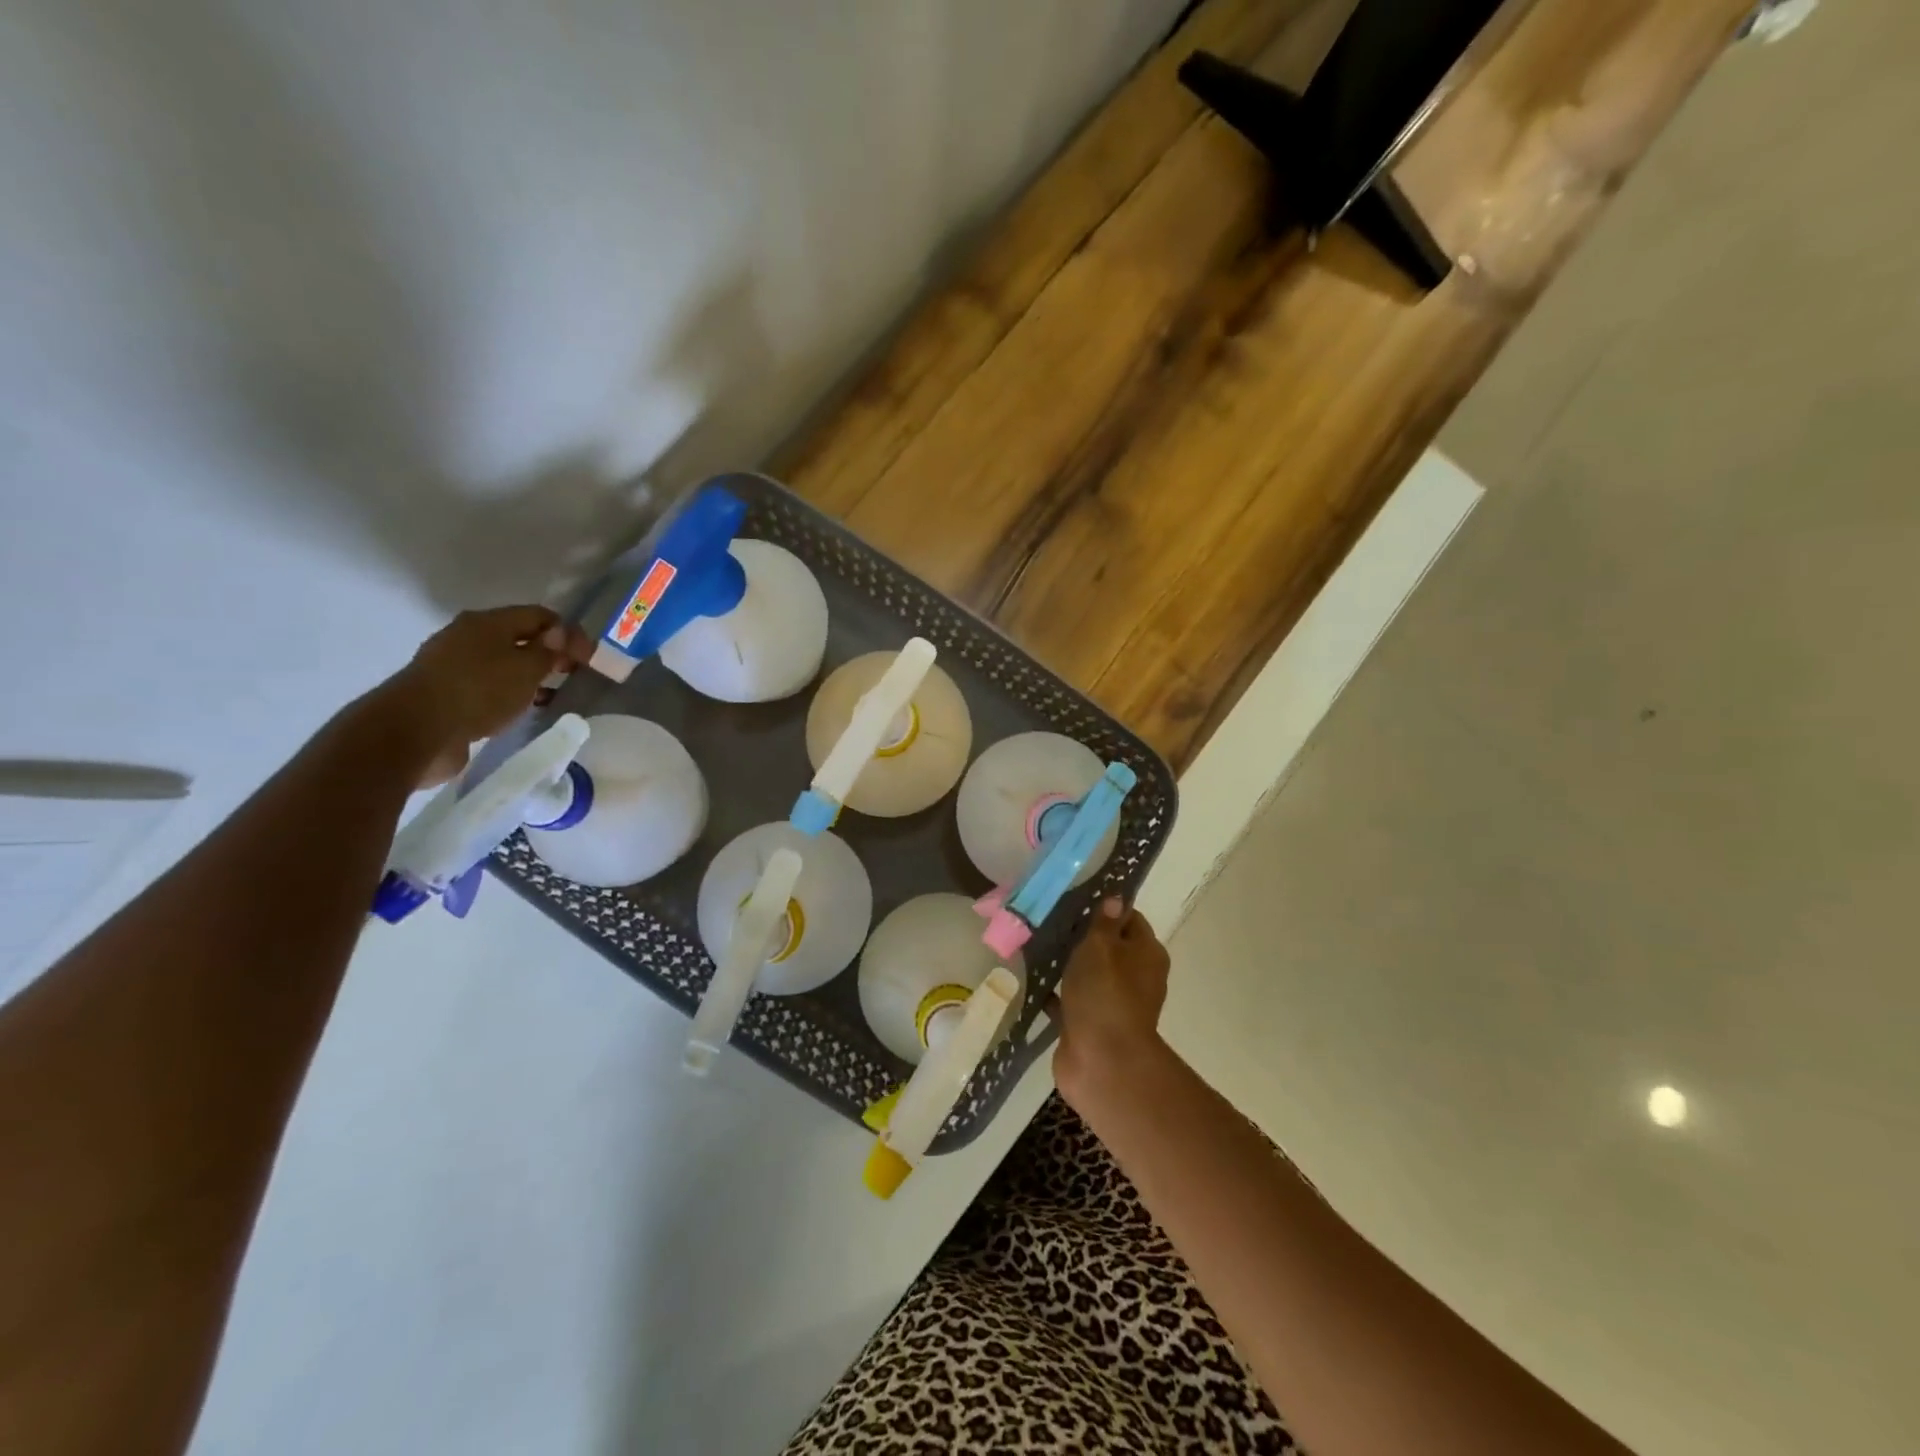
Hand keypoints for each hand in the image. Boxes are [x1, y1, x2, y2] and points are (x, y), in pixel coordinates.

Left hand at [366, 607, 594, 786]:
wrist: (416, 731)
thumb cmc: (479, 692)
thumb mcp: (526, 669)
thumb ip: (548, 650)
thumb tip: (559, 633)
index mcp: (487, 622)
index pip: (539, 615)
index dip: (568, 632)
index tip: (588, 658)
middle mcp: (468, 636)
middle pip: (518, 637)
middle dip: (548, 653)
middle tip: (571, 675)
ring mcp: (453, 665)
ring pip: (502, 663)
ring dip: (528, 676)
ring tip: (549, 694)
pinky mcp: (446, 692)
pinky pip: (487, 686)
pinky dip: (508, 693)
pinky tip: (520, 709)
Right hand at [1051, 897, 1172, 1114]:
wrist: (1102, 1062)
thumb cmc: (1104, 994)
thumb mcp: (1101, 947)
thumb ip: (1104, 922)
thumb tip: (1116, 898)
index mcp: (1146, 953)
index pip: (1129, 918)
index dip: (1105, 907)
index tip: (1075, 898)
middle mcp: (1135, 976)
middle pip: (1108, 946)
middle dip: (1081, 935)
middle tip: (1049, 919)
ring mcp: (1113, 1002)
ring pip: (1088, 973)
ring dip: (1067, 963)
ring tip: (1035, 944)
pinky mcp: (1091, 1024)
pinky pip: (1071, 999)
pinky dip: (1055, 991)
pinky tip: (1032, 978)